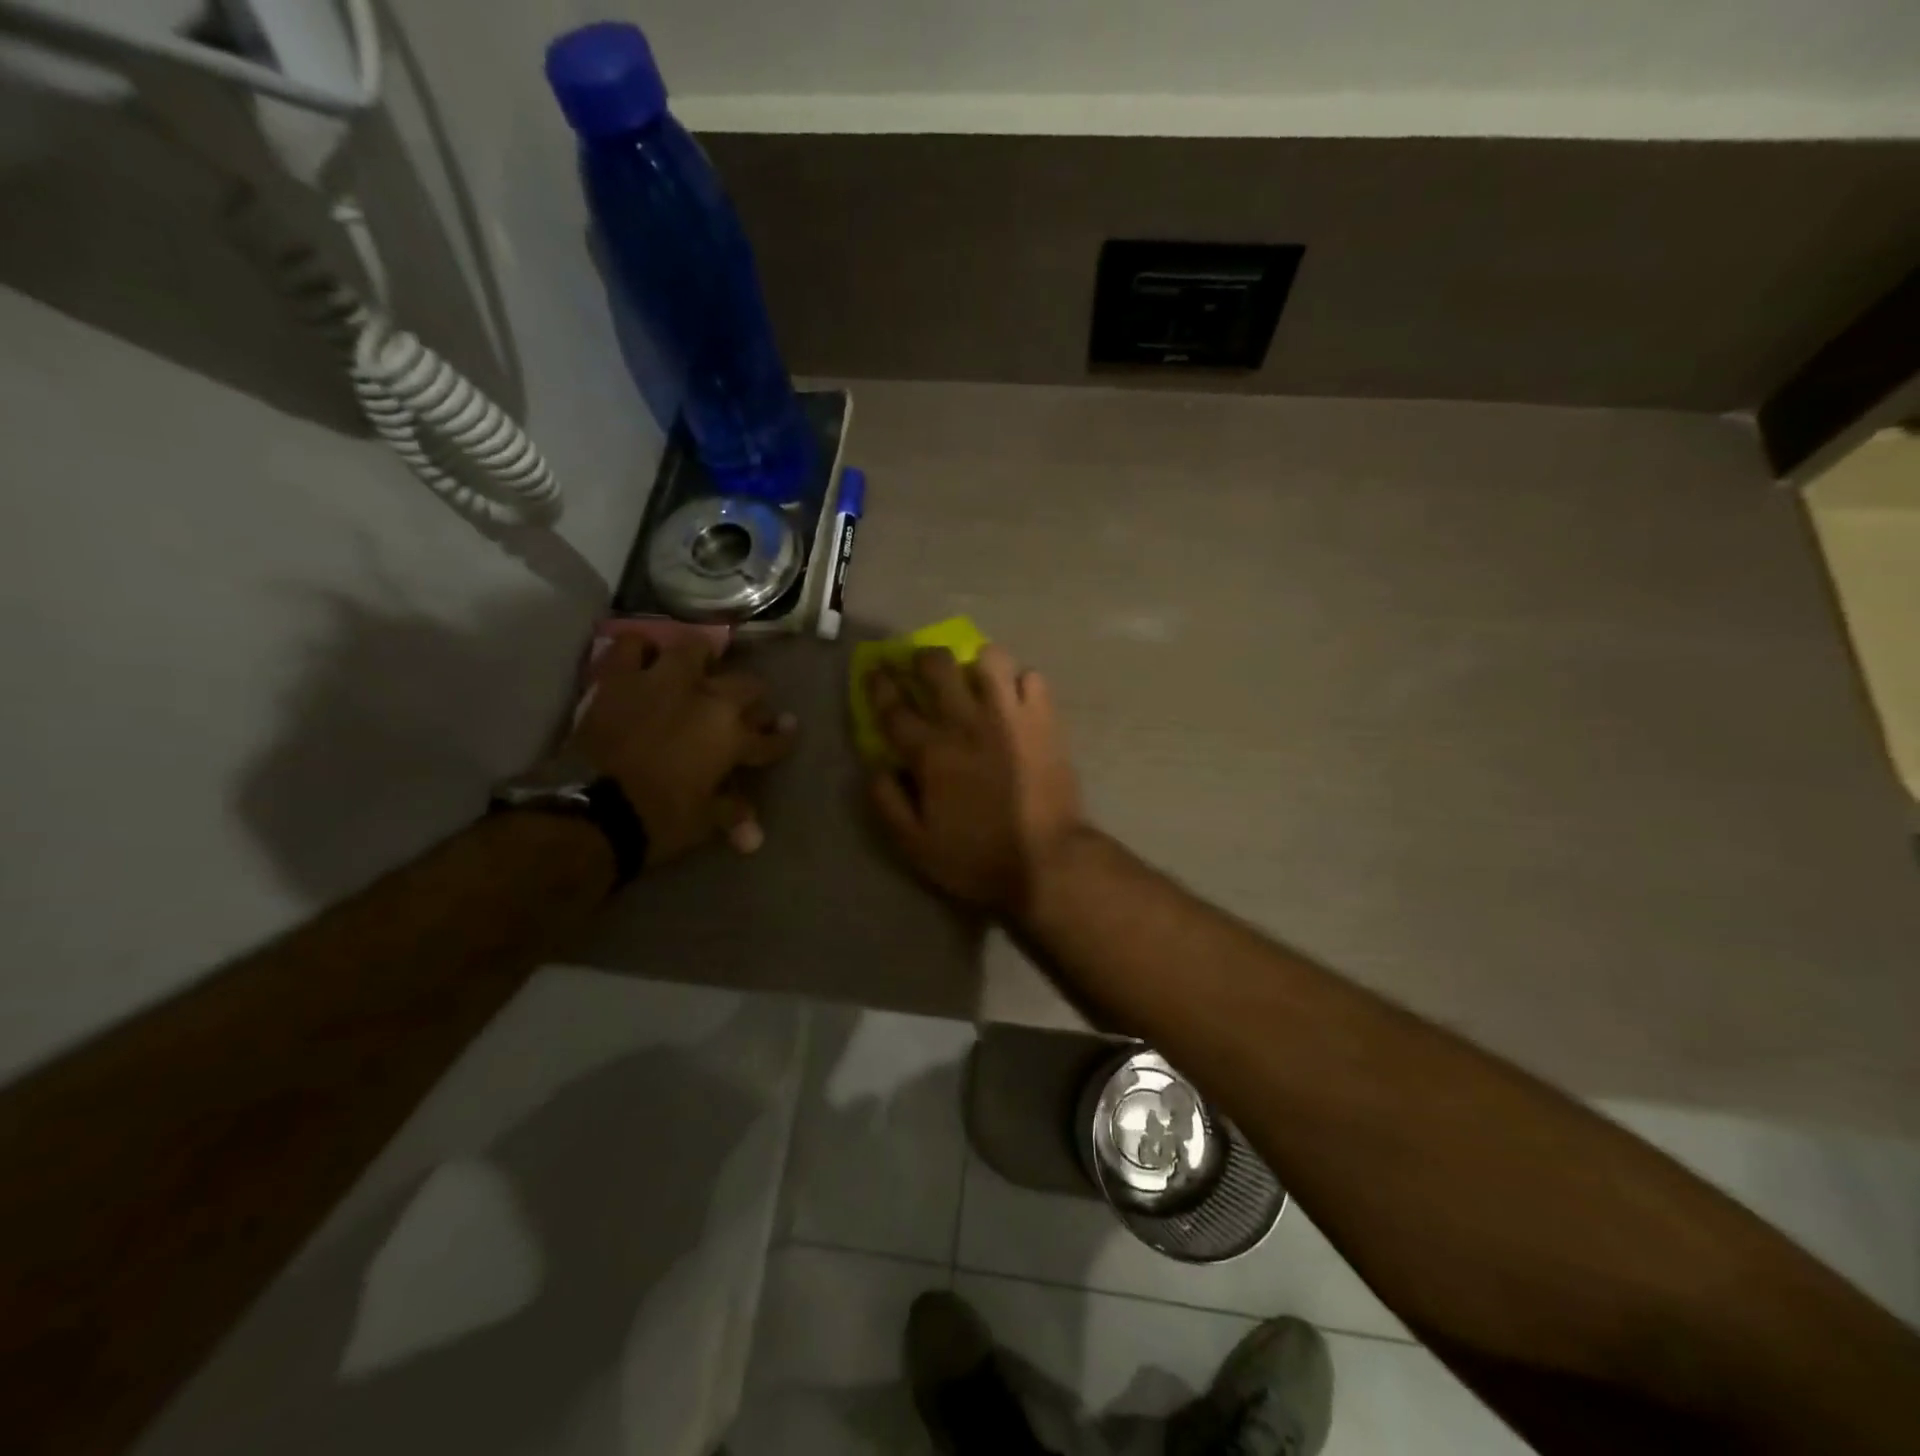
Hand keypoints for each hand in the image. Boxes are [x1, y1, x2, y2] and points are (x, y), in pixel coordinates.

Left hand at [568, 634, 795, 865]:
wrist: (594, 810)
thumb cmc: (660, 820)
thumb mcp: (704, 821)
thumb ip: (731, 814)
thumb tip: (755, 837)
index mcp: (732, 737)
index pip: (769, 737)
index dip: (782, 737)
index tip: (788, 731)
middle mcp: (707, 700)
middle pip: (746, 687)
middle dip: (752, 699)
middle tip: (747, 708)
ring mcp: (663, 682)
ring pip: (695, 650)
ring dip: (702, 660)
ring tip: (699, 670)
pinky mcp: (620, 678)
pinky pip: (631, 646)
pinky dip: (640, 650)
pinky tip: (644, 660)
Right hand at [867, 644, 1085, 916]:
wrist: (1048, 861)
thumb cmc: (977, 857)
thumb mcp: (915, 845)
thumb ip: (887, 802)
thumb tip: (876, 766)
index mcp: (932, 752)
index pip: (894, 706)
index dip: (879, 683)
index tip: (875, 668)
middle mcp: (967, 723)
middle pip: (938, 666)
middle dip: (923, 658)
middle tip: (923, 668)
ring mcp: (1010, 716)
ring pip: (990, 659)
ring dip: (976, 662)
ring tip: (977, 678)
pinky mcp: (1045, 721)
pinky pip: (1032, 678)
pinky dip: (1020, 682)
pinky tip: (1016, 699)